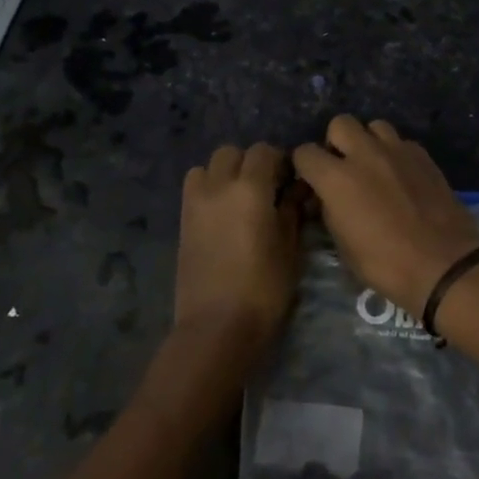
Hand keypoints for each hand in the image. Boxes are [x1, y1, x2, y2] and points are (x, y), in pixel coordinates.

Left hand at [174, 143, 299, 358]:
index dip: (278, 160)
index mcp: (250, 188)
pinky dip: (208, 189)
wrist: (216, 327)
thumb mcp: (289, 250)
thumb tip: (296, 191)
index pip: (263, 151)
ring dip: (224, 172)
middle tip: (265, 187)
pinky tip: (222, 214)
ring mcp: (195, 203)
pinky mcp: (182, 222)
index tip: (289, 179)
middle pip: (231, 152)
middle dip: (249, 162)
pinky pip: (194, 188)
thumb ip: (291, 212)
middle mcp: (219, 186)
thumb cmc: (263, 289)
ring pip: (207, 166)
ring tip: (238, 197)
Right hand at [292, 116, 478, 316]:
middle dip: (336, 142)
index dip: (305, 166)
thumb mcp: (343, 247)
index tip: (312, 181)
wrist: (444, 264)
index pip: (305, 153)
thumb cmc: (386, 264)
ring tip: (375, 166)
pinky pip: (402, 142)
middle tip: (344, 167)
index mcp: (337, 178)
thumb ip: (330, 211)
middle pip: (340, 123)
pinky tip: (402, 176)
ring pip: (375, 125)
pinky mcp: (424, 155)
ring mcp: (397, 151)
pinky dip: (396, 154)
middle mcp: (365, 154)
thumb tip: (327, 199)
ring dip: (369, 142)